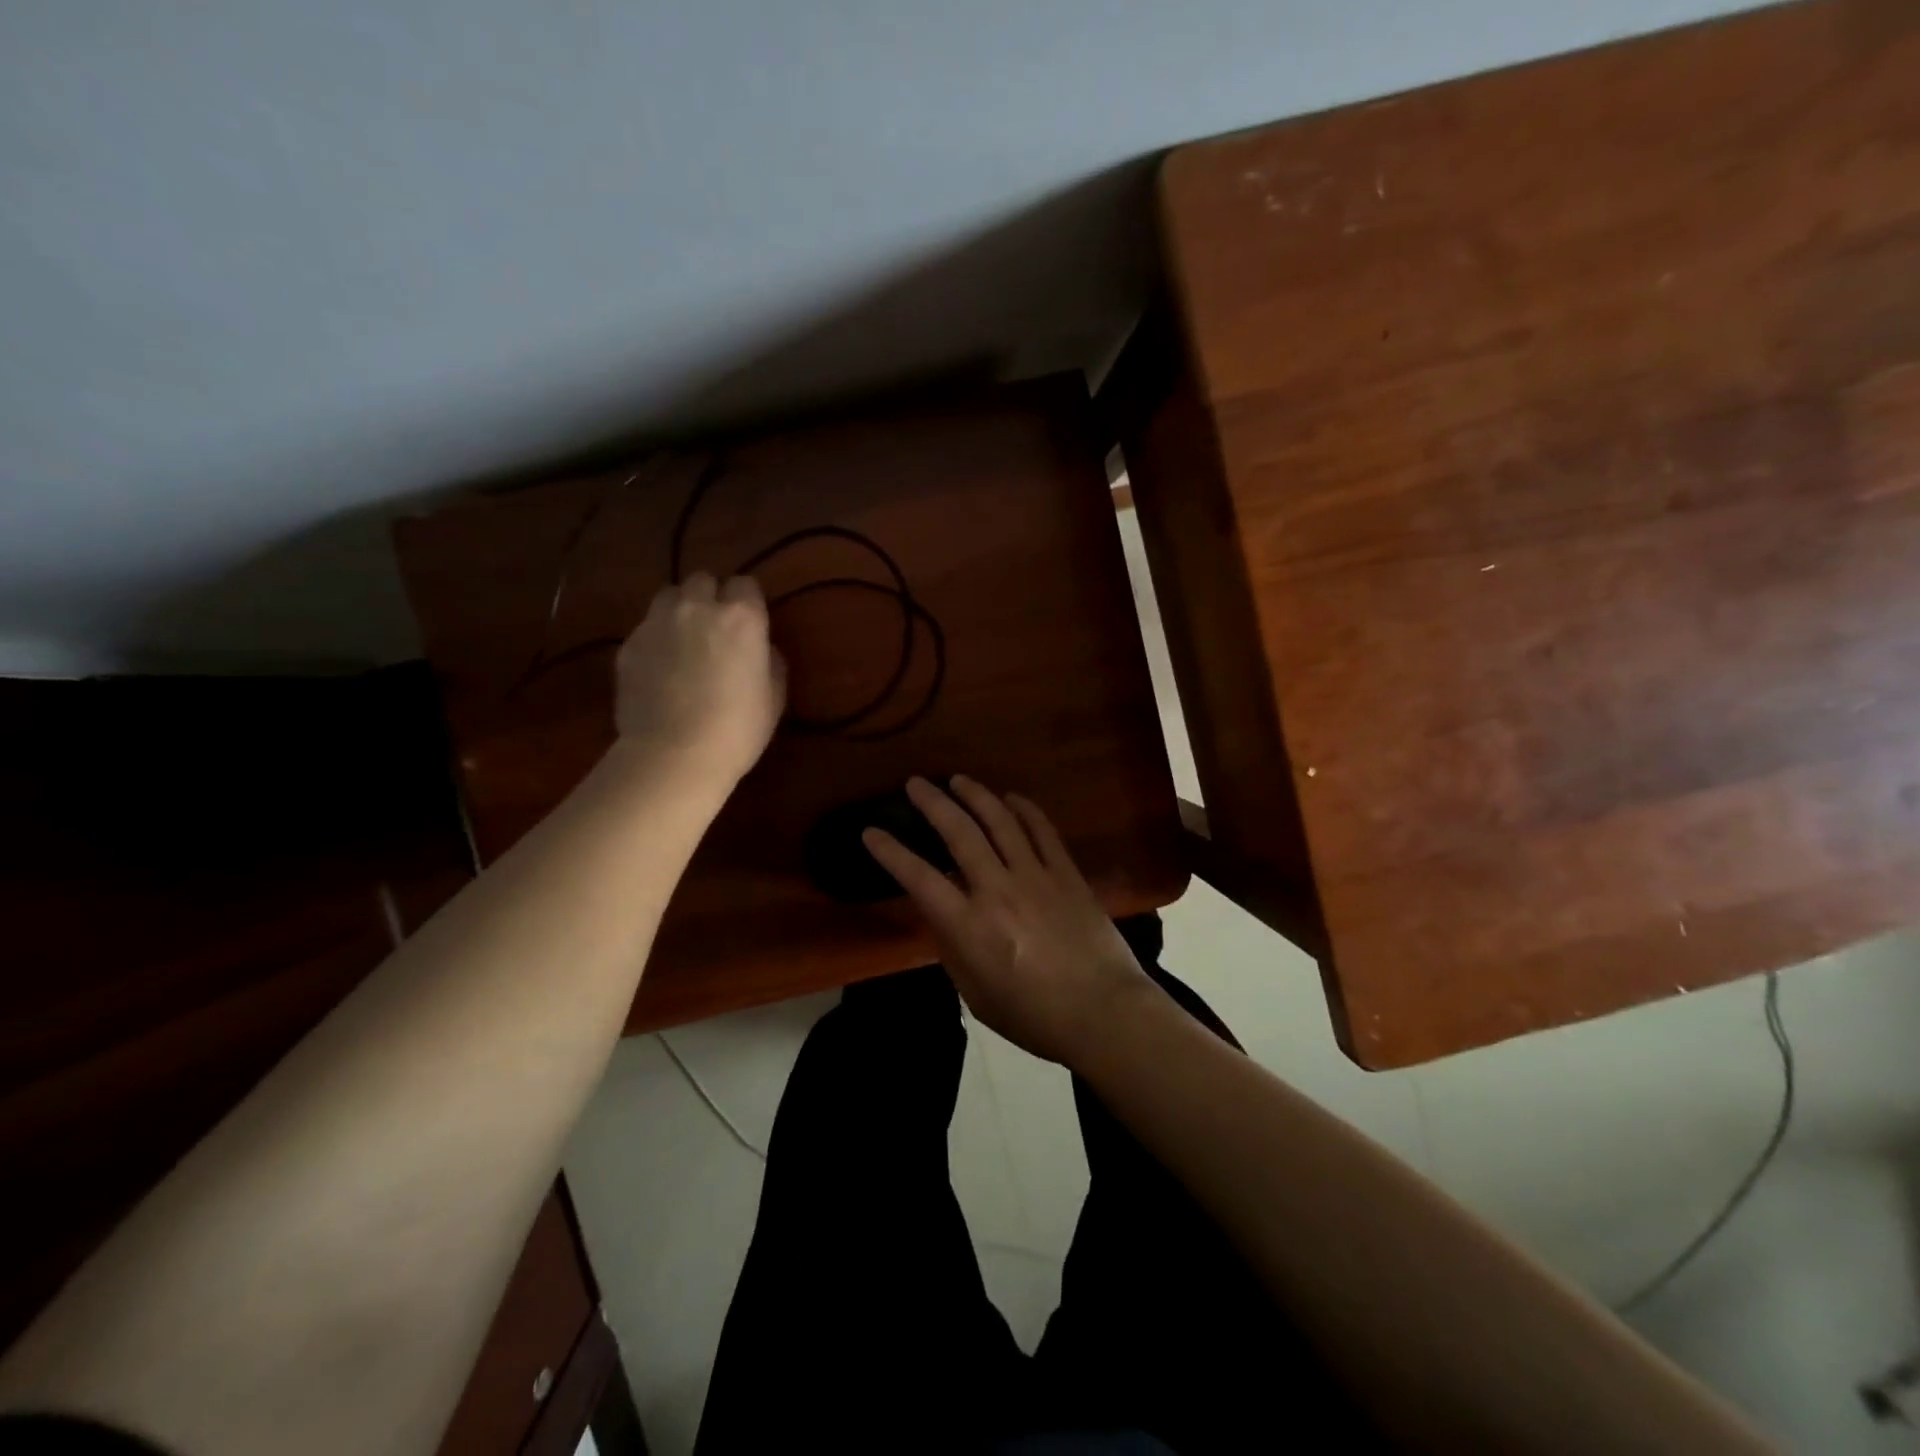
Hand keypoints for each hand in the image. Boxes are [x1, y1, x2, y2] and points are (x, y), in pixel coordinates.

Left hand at [614, 573, 785, 783]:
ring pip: (668, 596)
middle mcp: (697, 607)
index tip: (750, 624)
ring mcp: (656, 623)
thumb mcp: (775, 696)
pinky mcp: (628, 645)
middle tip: (716, 629)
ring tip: (683, 641)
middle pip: (703, 580)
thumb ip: (770, 660)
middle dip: (710, 597)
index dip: (748, 602)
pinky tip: (660, 670)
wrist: (674, 755)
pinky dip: (656, 640)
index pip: (746, 584)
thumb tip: (761, 648)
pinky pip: (646, 628)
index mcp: (741, 616)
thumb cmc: (738, 728)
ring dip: (679, 610)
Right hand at [864, 776, 1159, 1065]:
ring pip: (1000, 821)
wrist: (1104, 1013)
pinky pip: (1042, 830)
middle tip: (916, 784)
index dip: (890, 852)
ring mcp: (1035, 876)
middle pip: (959, 832)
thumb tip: (945, 916)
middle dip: (932, 803)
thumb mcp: (976, 994)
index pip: (919, 877)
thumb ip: (954, 950)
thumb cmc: (1034, 1016)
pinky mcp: (1067, 874)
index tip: (871, 831)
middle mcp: (997, 889)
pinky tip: (1011, 798)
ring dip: (976, 795)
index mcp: (969, 926)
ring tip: (958, 780)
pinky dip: (1025, 809)